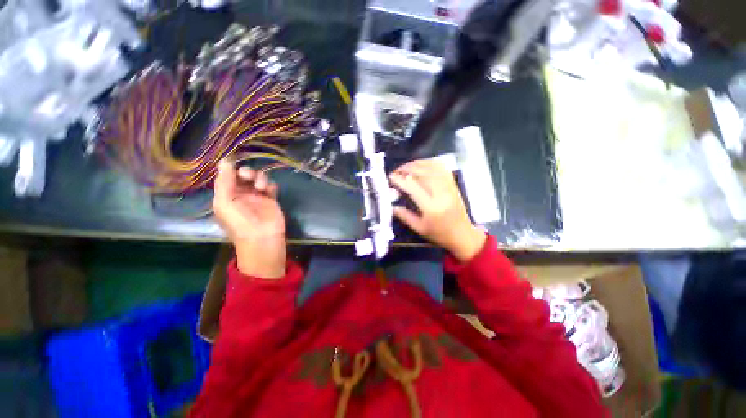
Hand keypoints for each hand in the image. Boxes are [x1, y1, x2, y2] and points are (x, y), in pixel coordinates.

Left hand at [213, 160, 285, 277]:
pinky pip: (271, 186)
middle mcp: (241, 194)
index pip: (227, 177)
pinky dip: (270, 185)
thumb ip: (224, 182)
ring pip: (258, 179)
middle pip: (244, 175)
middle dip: (246, 172)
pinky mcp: (271, 199)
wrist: (262, 238)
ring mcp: (258, 196)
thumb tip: (224, 161)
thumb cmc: (239, 222)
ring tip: (261, 187)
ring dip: (259, 178)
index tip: (234, 164)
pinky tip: (269, 190)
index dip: (230, 169)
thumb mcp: (224, 202)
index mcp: (226, 195)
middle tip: (247, 175)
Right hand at [389, 159, 485, 261]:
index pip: (413, 188)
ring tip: (406, 167)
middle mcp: (441, 194)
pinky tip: (421, 164)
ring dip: (417, 164)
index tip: (391, 177)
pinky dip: (430, 163)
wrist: (463, 234)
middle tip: (396, 171)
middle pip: (423, 174)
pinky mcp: (453, 184)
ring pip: (432, 168)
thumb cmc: (439, 234)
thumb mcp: (419, 228)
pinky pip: (442, 168)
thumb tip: (392, 206)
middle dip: (407, 169)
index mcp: (431, 208)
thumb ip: (404, 216)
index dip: (400, 180)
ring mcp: (449, 187)